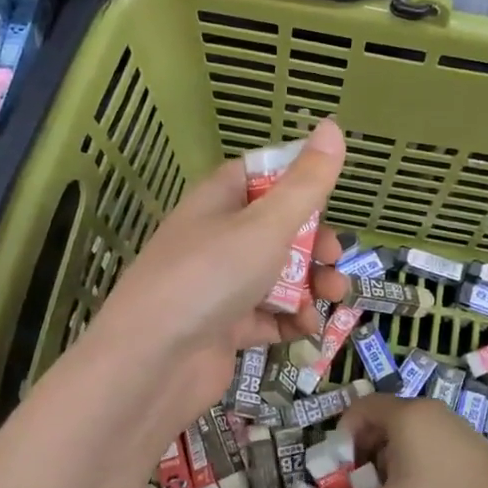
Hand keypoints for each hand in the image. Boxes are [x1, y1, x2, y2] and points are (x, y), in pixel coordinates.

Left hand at [79, 118, 348, 436]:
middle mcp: (217, 238)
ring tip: (333, 298)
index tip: (329, 194)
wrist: (152, 362)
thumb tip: (333, 125)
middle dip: (314, 243)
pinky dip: (290, 320)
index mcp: (218, 201)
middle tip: (335, 258)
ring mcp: (219, 285)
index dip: (297, 180)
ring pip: (277, 274)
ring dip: (310, 284)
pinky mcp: (224, 327)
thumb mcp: (267, 223)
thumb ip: (306, 183)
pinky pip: (267, 315)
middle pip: (277, 229)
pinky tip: (307, 328)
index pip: (260, 175)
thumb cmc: (211, 276)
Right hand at [302, 394, 487, 487]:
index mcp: (406, 414)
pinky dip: (410, 468)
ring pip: (402, 438)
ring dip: (386, 466)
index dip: (341, 438)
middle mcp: (427, 411)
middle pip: (379, 423)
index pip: (359, 408)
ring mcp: (450, 426)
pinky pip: (424, 446)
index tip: (340, 473)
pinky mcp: (466, 444)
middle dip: (362, 457)